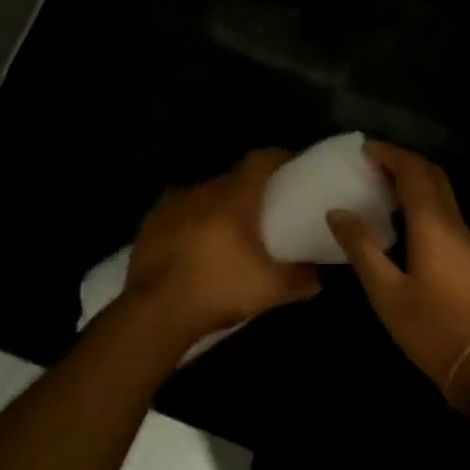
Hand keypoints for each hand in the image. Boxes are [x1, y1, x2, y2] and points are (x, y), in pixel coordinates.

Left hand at [124, 149, 319, 343]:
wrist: (155, 310)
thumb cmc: (218, 288)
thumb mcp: (271, 289)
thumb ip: (301, 278)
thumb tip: (319, 275)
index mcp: (234, 196)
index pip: (260, 160)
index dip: (279, 159)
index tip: (292, 169)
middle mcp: (203, 189)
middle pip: (232, 177)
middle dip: (249, 188)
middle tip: (264, 209)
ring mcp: (172, 203)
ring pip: (204, 194)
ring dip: (218, 205)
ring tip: (228, 229)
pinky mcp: (150, 222)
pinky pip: (179, 211)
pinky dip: (191, 220)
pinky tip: (195, 243)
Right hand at [327, 143, 469, 398]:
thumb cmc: (431, 328)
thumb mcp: (386, 291)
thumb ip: (361, 248)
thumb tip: (337, 211)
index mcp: (431, 223)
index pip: (412, 171)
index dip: (389, 154)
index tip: (363, 150)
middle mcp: (452, 221)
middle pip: (431, 174)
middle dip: (403, 161)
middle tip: (371, 163)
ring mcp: (464, 238)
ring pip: (441, 191)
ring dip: (414, 178)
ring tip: (381, 185)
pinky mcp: (468, 254)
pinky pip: (444, 209)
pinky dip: (422, 198)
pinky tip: (402, 218)